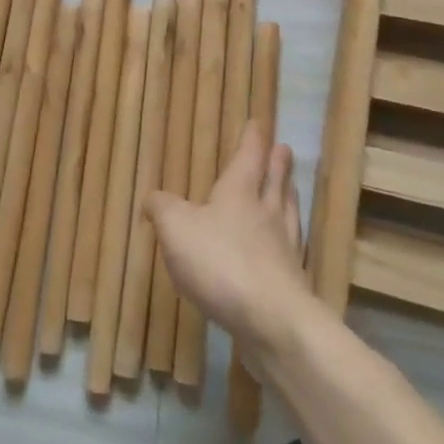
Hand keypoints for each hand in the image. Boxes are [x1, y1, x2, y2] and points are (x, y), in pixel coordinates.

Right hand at [143, 122, 317, 352]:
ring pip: (286, 212)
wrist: (271, 321)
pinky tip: (283, 245)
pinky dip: (287, 238)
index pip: (248, 156)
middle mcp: (266, 214)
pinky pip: (289, 248)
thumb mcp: (176, 228)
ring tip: (290, 187)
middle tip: (284, 149)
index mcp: (240, 193)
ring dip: (287, 196)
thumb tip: (152, 197)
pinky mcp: (290, 282)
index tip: (259, 122)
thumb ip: (162, 208)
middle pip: (275, 182)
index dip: (252, 138)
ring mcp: (283, 248)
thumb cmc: (220, 262)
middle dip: (277, 164)